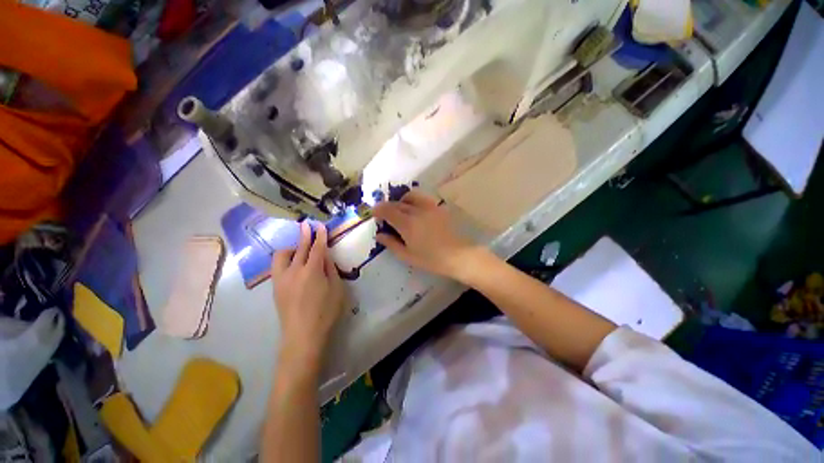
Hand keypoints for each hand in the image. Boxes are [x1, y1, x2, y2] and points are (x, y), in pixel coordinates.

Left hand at [271, 222, 345, 367]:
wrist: (302, 336)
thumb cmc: (326, 312)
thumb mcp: (336, 289)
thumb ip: (330, 269)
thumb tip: (325, 256)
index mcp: (312, 271)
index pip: (316, 248)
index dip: (319, 236)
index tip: (320, 225)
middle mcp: (294, 271)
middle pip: (299, 248)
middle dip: (304, 235)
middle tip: (307, 225)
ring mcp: (281, 279)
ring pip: (281, 255)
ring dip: (291, 247)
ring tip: (298, 246)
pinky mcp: (275, 287)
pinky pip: (277, 266)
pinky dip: (284, 258)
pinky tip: (291, 262)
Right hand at [372, 190, 478, 279]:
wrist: (457, 255)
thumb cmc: (431, 259)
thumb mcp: (407, 255)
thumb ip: (391, 243)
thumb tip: (379, 235)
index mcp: (407, 224)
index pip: (388, 210)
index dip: (378, 210)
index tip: (374, 213)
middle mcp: (417, 211)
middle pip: (397, 203)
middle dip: (388, 207)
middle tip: (385, 216)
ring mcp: (429, 207)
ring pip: (411, 196)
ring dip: (401, 200)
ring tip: (400, 210)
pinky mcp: (438, 207)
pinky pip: (422, 199)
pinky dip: (414, 201)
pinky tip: (415, 211)